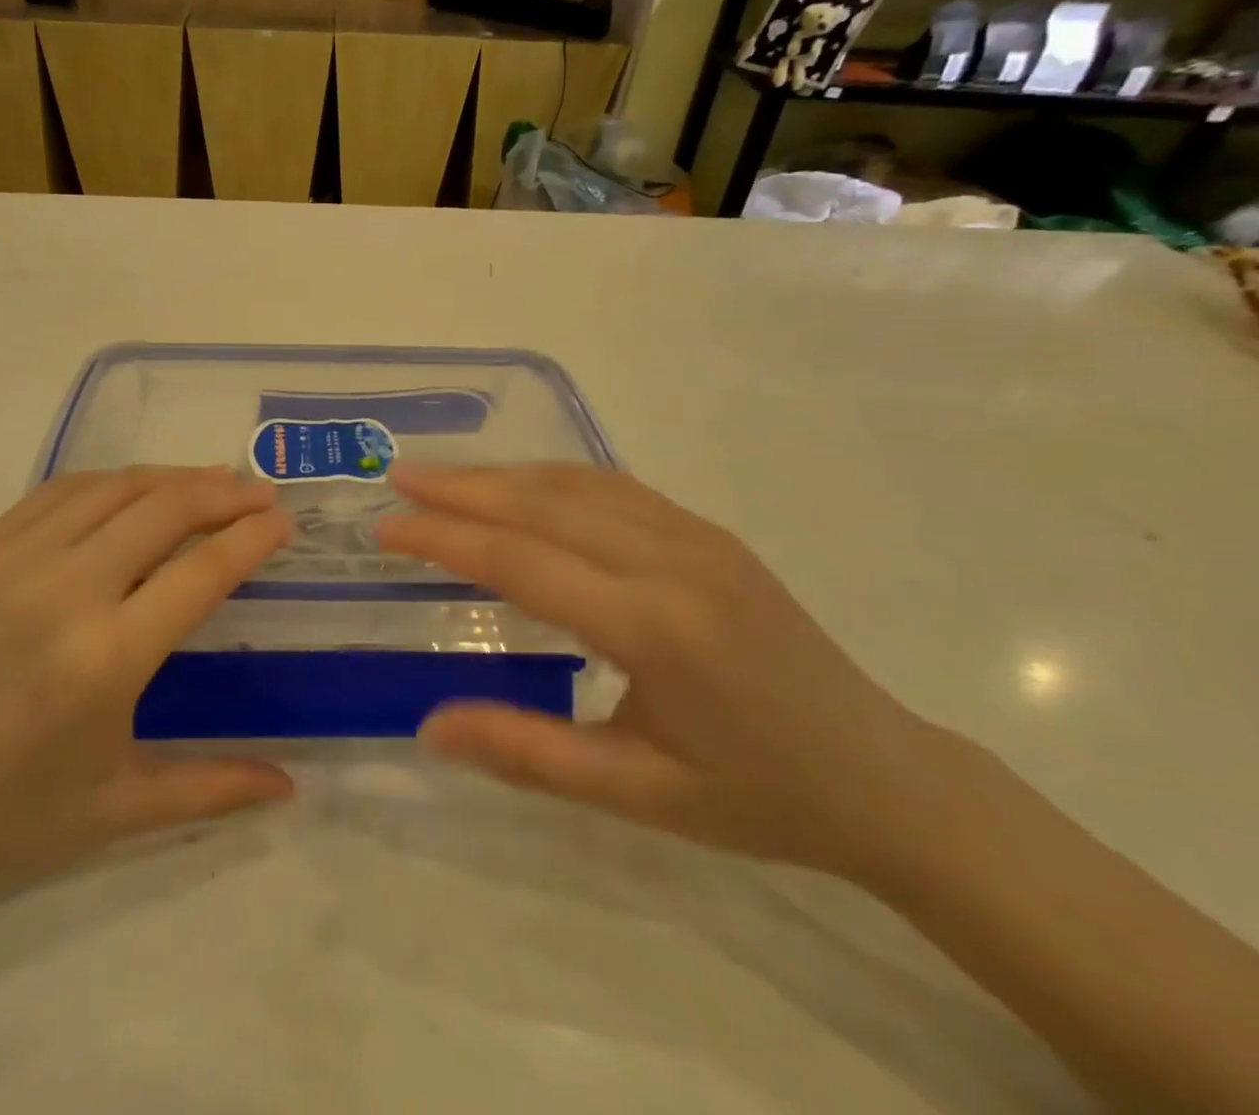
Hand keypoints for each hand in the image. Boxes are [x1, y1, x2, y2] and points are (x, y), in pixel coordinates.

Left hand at [0, 468, 294, 919]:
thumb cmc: (0, 815)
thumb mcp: (115, 809)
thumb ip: (212, 789)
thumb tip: (290, 788)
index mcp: (105, 660)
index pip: (202, 571)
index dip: (252, 537)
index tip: (283, 521)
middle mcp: (65, 593)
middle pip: (164, 509)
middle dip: (224, 492)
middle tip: (260, 491)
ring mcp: (15, 561)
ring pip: (114, 487)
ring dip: (172, 477)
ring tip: (211, 481)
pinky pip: (60, 490)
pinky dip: (112, 480)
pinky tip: (135, 489)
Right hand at [374, 464, 949, 881]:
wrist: (886, 776)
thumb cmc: (756, 797)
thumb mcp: (635, 794)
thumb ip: (526, 753)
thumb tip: (429, 727)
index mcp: (654, 628)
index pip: (522, 562)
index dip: (445, 538)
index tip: (387, 527)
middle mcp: (673, 562)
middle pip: (544, 505)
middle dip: (462, 487)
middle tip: (399, 475)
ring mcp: (697, 537)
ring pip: (577, 485)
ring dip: (503, 475)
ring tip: (442, 475)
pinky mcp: (709, 534)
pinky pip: (615, 488)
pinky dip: (553, 477)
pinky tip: (521, 483)